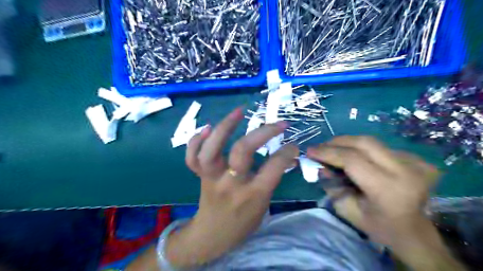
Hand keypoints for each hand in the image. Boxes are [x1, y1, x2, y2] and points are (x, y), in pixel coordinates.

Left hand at [165, 107, 297, 266]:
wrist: (212, 236)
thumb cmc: (242, 223)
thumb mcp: (264, 205)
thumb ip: (272, 179)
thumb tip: (287, 155)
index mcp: (252, 195)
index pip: (273, 167)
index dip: (286, 152)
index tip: (293, 144)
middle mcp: (231, 184)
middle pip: (242, 151)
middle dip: (263, 132)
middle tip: (278, 124)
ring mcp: (212, 179)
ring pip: (212, 150)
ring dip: (224, 127)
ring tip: (239, 112)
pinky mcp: (200, 176)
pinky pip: (192, 157)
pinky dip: (195, 141)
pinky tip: (206, 129)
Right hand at [308, 135, 439, 245]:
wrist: (413, 232)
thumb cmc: (377, 225)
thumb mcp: (347, 210)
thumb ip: (331, 186)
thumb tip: (320, 166)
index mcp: (388, 189)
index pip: (352, 159)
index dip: (328, 152)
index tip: (310, 151)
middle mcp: (405, 171)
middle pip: (363, 143)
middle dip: (337, 142)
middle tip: (320, 147)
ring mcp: (415, 163)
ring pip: (371, 142)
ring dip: (348, 144)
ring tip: (333, 151)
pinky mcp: (417, 159)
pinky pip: (380, 147)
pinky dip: (362, 149)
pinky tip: (356, 157)